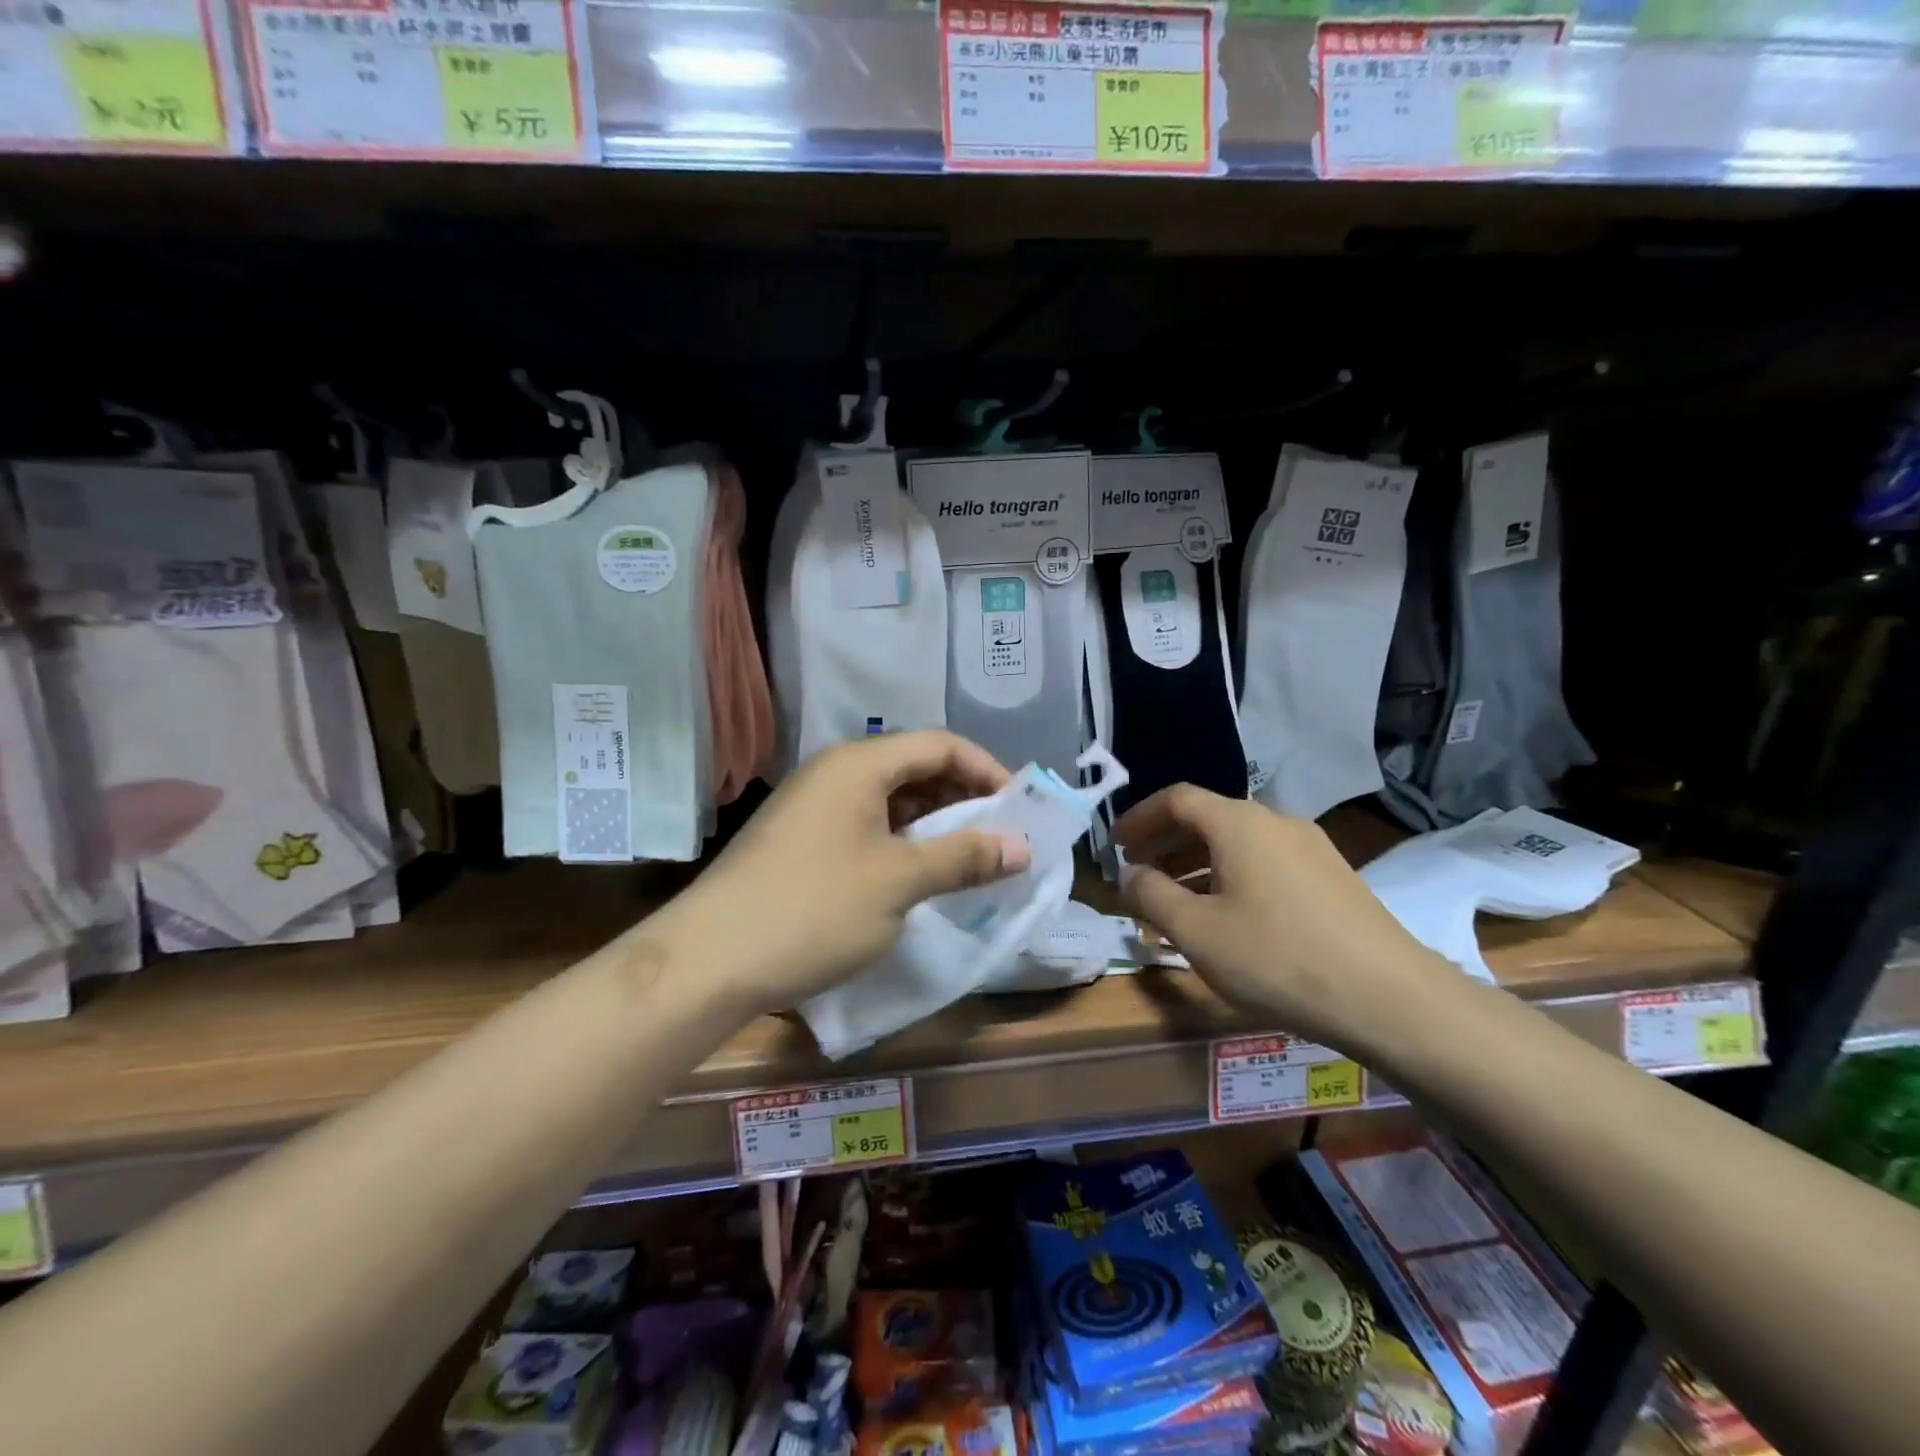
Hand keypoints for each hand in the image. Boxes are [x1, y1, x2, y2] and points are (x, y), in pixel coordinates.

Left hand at [650, 731, 1031, 1017]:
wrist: (709, 961)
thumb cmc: (814, 908)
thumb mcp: (899, 882)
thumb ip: (964, 857)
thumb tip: (1022, 846)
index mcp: (859, 764)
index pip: (940, 744)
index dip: (987, 770)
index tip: (1020, 808)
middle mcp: (835, 772)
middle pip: (914, 768)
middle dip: (963, 799)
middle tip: (1000, 837)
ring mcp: (813, 806)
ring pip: (889, 800)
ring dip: (933, 825)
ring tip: (967, 860)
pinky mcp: (800, 840)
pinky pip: (866, 826)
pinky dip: (901, 843)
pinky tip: (917, 876)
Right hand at [1114, 785, 1444, 1048]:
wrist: (1390, 998)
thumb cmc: (1277, 958)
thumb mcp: (1197, 931)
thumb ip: (1151, 895)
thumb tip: (1130, 873)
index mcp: (1238, 823)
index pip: (1176, 799)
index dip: (1139, 818)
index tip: (1114, 845)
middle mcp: (1275, 821)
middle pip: (1207, 818)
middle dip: (1166, 842)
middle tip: (1138, 873)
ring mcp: (1310, 847)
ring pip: (1237, 842)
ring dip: (1197, 862)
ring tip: (1175, 899)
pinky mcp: (1332, 876)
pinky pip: (1265, 862)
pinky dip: (1231, 875)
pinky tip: (1227, 914)